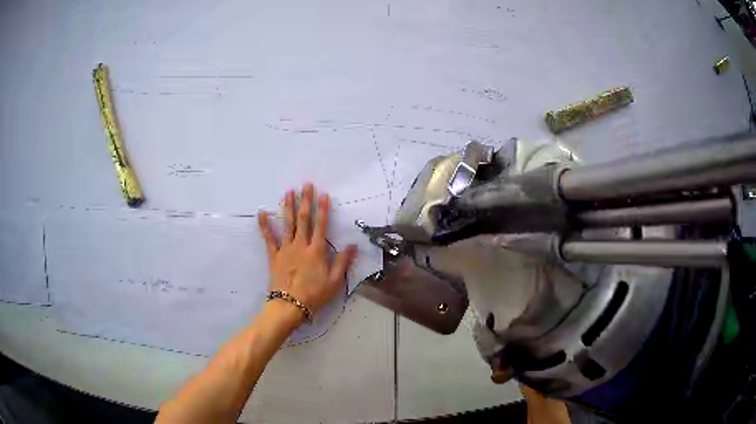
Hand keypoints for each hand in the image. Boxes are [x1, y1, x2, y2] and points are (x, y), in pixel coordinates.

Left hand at [257, 183, 357, 319]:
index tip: (324, 194)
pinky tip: (261, 213)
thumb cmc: (314, 295)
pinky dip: (264, 226)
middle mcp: (301, 245)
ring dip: (288, 207)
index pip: (321, 225)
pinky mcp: (274, 256)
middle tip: (306, 185)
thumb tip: (352, 245)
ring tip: (289, 192)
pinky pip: (268, 238)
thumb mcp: (334, 281)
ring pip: (287, 224)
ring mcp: (285, 249)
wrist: (290, 306)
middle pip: (303, 219)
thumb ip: (343, 262)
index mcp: (316, 251)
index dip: (323, 209)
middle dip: (305, 201)